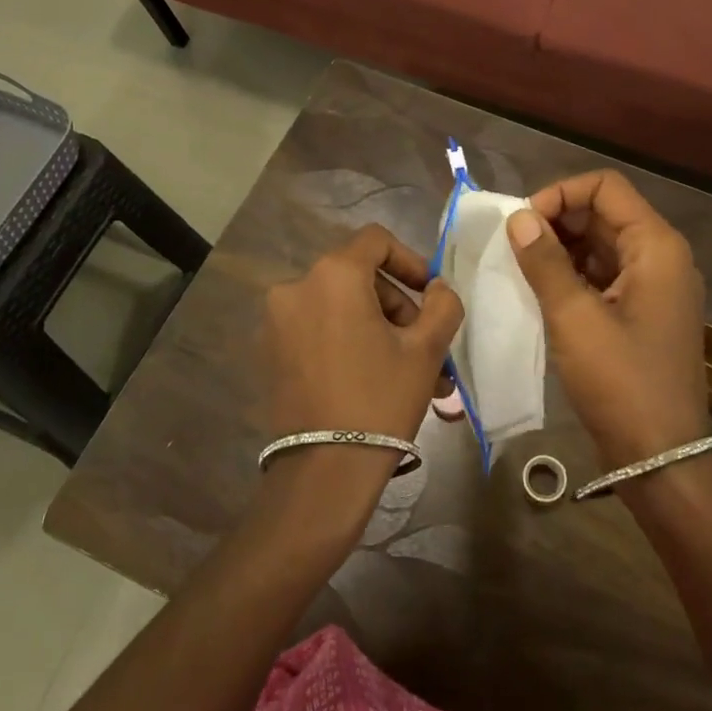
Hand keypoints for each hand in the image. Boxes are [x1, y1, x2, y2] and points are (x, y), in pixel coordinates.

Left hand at [260, 224, 462, 525]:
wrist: (324, 470)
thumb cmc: (381, 399)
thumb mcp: (426, 349)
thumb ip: (442, 304)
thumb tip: (436, 288)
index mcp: (333, 275)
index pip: (376, 241)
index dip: (410, 261)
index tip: (430, 294)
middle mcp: (296, 286)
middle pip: (359, 276)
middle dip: (397, 304)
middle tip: (424, 344)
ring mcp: (277, 319)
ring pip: (341, 306)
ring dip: (377, 328)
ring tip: (408, 371)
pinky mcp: (269, 349)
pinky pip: (318, 328)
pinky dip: (348, 340)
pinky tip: (374, 377)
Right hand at [506, 172, 708, 468]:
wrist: (660, 456)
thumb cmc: (621, 382)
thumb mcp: (574, 318)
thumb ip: (545, 261)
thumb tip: (520, 218)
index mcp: (656, 246)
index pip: (605, 187)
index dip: (561, 194)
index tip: (524, 225)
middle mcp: (661, 257)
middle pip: (603, 213)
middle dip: (556, 222)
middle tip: (514, 249)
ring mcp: (654, 286)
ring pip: (601, 245)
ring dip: (561, 249)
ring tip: (521, 270)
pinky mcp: (642, 312)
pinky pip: (604, 275)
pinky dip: (573, 275)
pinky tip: (541, 292)